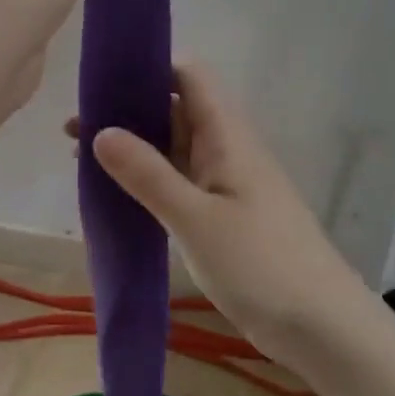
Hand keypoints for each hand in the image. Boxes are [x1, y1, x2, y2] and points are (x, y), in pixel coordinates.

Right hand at [72, 63, 368, 367]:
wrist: (321, 327)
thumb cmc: (260, 264)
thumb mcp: (195, 218)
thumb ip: (147, 174)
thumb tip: (101, 130)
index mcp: (226, 135)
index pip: (188, 77)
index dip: (148, 68)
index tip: (101, 80)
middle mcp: (226, 149)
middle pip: (174, 111)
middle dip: (127, 112)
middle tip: (73, 128)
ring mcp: (225, 184)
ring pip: (173, 149)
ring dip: (133, 148)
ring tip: (80, 157)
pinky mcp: (222, 216)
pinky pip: (179, 183)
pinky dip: (147, 180)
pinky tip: (114, 194)